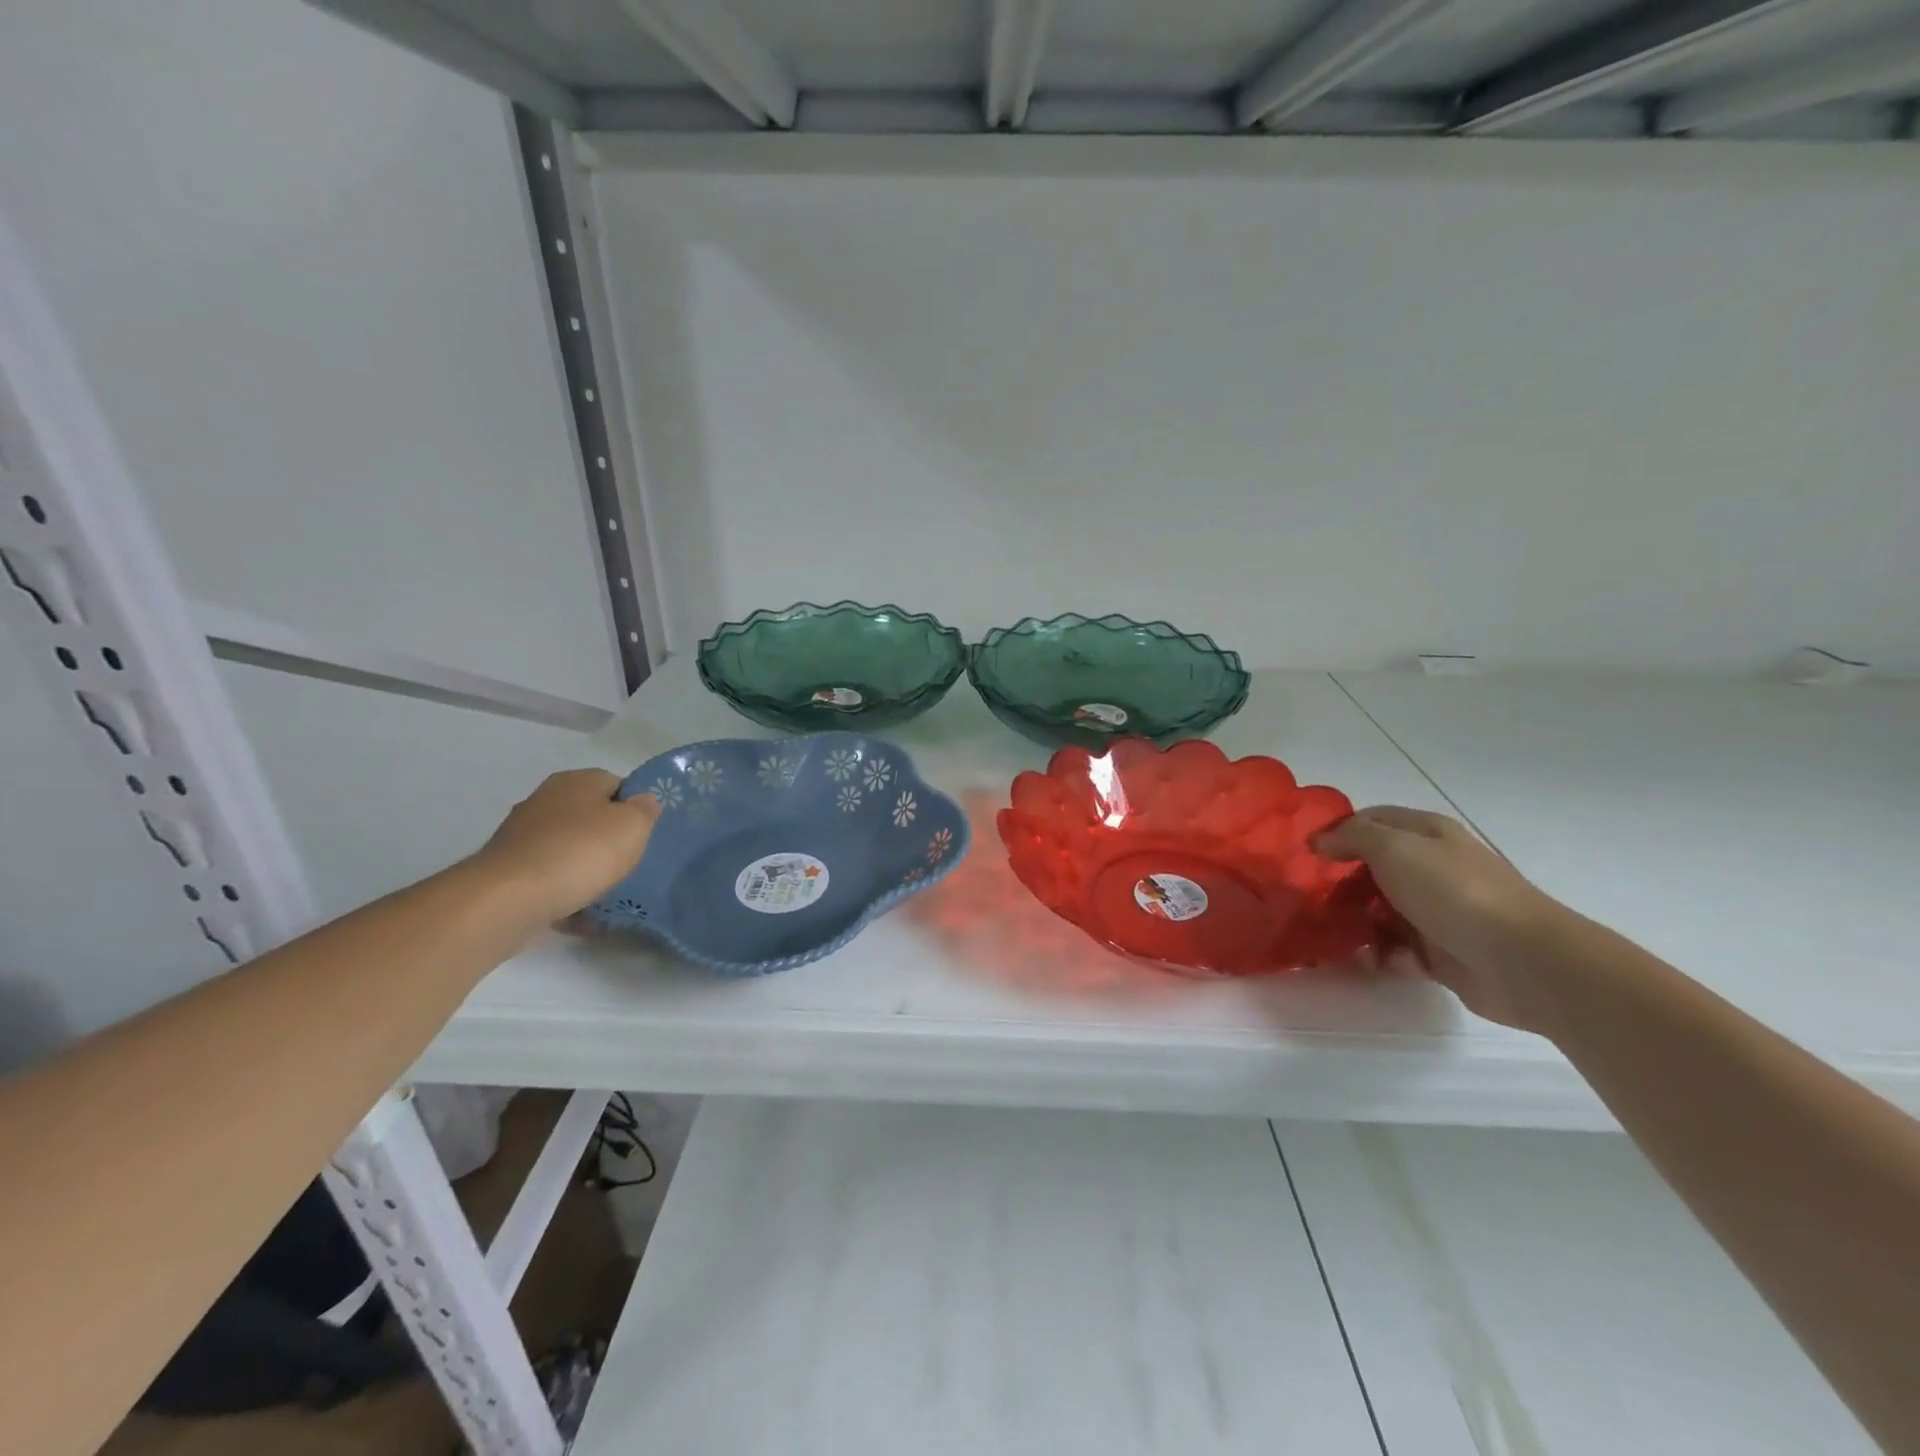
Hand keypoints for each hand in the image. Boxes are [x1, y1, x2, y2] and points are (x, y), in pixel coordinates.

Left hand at [471, 769, 658, 924]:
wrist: (509, 898)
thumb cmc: (580, 852)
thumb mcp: (632, 826)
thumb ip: (645, 810)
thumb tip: (643, 801)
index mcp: (576, 780)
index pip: (617, 784)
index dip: (634, 807)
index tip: (645, 833)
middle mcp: (546, 799)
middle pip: (590, 816)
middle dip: (608, 838)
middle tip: (628, 862)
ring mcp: (522, 834)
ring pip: (568, 847)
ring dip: (586, 866)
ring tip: (605, 892)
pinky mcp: (508, 869)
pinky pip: (548, 876)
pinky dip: (564, 890)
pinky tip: (578, 910)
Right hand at [1315, 807, 1563, 1030]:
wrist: (1521, 960)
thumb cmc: (1453, 891)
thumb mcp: (1394, 848)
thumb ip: (1351, 837)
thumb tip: (1319, 841)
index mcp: (1425, 834)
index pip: (1370, 821)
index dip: (1336, 833)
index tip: (1305, 854)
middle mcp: (1431, 867)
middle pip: (1371, 869)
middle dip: (1341, 884)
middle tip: (1313, 899)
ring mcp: (1437, 910)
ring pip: (1380, 912)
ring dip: (1358, 925)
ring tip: (1339, 937)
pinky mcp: (1440, 952)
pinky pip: (1397, 950)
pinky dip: (1383, 956)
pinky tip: (1376, 962)